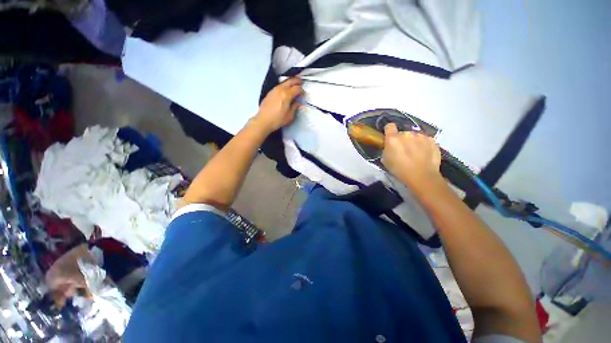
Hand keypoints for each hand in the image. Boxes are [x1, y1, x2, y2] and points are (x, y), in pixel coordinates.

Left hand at [253, 77, 303, 132]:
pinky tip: (286, 91)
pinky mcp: (270, 92)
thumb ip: (295, 107)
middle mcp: (280, 89)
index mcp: (287, 95)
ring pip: (284, 82)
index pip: (297, 88)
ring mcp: (274, 90)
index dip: (302, 90)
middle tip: (301, 83)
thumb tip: (298, 103)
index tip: (303, 94)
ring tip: (294, 86)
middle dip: (297, 81)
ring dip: (290, 82)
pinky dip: (285, 86)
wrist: (263, 121)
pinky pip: (279, 85)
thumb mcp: (290, 116)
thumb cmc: (277, 120)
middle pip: (291, 81)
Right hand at [382, 123, 442, 189]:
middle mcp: (407, 134)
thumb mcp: (385, 161)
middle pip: (402, 133)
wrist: (422, 176)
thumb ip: (387, 149)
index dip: (389, 131)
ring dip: (413, 142)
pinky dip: (423, 145)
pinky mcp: (432, 140)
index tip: (389, 137)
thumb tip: (390, 147)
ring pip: (414, 136)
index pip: (389, 126)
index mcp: (393, 139)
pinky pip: (424, 140)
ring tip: (415, 154)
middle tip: (403, 151)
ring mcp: (420, 136)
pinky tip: (424, 155)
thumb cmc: (399, 170)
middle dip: (402, 140)